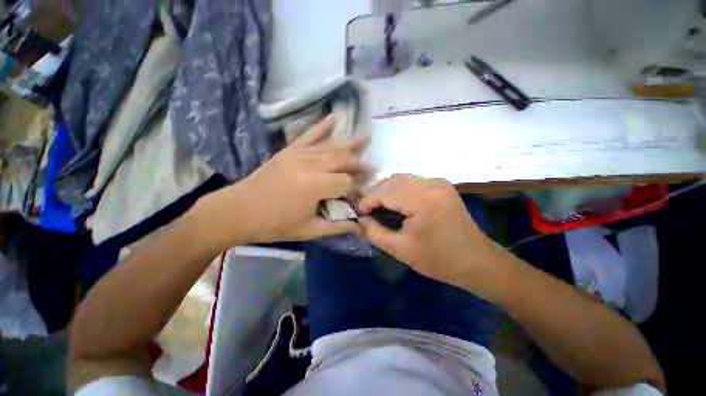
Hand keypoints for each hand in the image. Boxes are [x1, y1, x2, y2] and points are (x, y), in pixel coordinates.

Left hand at [191, 115, 368, 249]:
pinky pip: (308, 135)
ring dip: (350, 143)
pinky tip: (333, 117)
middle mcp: (311, 165)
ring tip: (366, 138)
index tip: (366, 192)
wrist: (237, 211)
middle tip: (373, 167)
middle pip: (343, 160)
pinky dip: (322, 126)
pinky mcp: (289, 150)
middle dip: (360, 164)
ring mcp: (299, 154)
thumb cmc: (274, 224)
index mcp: (316, 186)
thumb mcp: (309, 230)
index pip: (347, 182)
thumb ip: (337, 227)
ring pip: (331, 146)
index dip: (359, 188)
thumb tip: (360, 228)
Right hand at [358, 174, 498, 288]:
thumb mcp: (401, 250)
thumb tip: (360, 219)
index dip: (368, 200)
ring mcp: (439, 182)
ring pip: (401, 179)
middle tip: (367, 210)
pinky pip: (412, 181)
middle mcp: (432, 184)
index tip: (359, 212)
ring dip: (386, 190)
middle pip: (393, 181)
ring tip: (377, 206)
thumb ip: (375, 233)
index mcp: (424, 201)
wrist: (476, 261)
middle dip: (376, 194)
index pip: (386, 192)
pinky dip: (398, 189)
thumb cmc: (439, 260)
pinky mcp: (441, 185)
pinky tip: (394, 202)